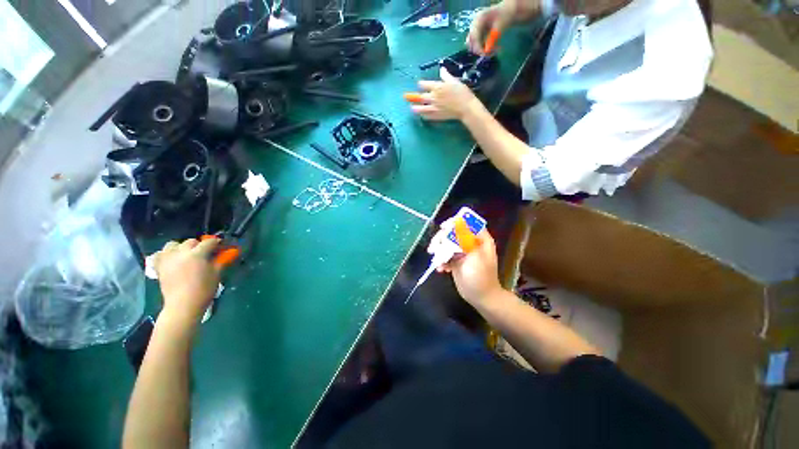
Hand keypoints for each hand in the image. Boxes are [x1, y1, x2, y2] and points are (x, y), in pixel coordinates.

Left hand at [151, 238, 222, 329]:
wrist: (183, 305)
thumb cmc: (203, 290)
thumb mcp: (217, 274)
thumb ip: (221, 260)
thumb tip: (227, 252)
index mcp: (197, 254)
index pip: (209, 242)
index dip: (217, 243)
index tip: (221, 246)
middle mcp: (180, 253)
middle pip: (190, 242)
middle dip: (199, 245)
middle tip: (206, 253)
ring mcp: (168, 259)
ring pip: (173, 245)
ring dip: (181, 247)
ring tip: (187, 255)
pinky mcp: (159, 267)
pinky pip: (160, 254)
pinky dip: (166, 254)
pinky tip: (172, 259)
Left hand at [409, 67, 481, 120]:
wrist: (465, 108)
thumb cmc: (462, 93)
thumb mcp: (454, 81)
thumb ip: (446, 76)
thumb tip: (441, 69)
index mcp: (437, 87)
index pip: (423, 85)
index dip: (421, 84)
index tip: (420, 85)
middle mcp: (433, 97)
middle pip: (420, 97)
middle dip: (413, 97)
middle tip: (406, 97)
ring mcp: (434, 108)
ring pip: (421, 109)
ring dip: (415, 108)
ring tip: (412, 108)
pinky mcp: (436, 116)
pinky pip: (427, 116)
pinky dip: (424, 115)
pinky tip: (422, 115)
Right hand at [435, 227, 502, 306]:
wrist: (481, 298)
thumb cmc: (482, 277)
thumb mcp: (475, 257)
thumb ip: (466, 240)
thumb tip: (457, 225)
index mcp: (480, 239)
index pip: (467, 223)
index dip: (455, 222)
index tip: (443, 227)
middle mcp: (470, 243)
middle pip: (453, 232)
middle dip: (442, 239)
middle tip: (433, 247)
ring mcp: (462, 252)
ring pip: (447, 243)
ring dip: (439, 250)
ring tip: (436, 260)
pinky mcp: (456, 261)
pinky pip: (445, 255)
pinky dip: (441, 260)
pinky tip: (441, 269)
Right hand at [466, 0, 540, 53]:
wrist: (509, 10)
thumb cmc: (506, 14)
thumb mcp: (500, 26)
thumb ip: (492, 38)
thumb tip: (486, 51)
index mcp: (478, 20)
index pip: (473, 37)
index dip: (478, 47)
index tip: (485, 54)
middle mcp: (474, 26)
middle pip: (471, 43)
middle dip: (480, 50)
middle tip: (492, 53)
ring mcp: (476, 31)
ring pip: (474, 47)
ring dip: (483, 51)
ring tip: (495, 50)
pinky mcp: (479, 36)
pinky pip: (479, 46)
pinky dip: (486, 50)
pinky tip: (494, 48)